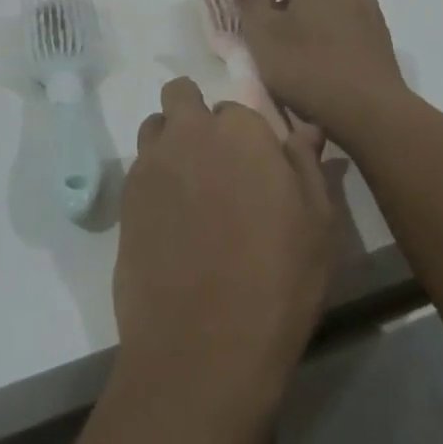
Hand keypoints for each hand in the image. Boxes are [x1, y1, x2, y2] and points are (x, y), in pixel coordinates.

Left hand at [114, 79, 336, 418]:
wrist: (202, 347)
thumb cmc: (277, 282)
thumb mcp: (317, 225)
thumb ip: (307, 166)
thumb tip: (306, 129)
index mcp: (240, 131)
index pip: (238, 107)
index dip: (246, 136)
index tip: (253, 164)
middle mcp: (190, 132)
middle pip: (182, 96)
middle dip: (194, 116)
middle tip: (214, 162)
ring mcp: (151, 162)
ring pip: (155, 127)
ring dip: (169, 141)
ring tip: (189, 187)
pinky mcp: (125, 197)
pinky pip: (139, 167)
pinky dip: (153, 179)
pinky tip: (170, 220)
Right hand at [231, 0, 410, 142]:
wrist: (371, 113)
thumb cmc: (308, 68)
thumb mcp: (263, 33)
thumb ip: (249, 0)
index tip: (240, 19)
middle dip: (279, 9)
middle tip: (260, 38)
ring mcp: (370, 15)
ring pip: (324, 12)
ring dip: (304, 25)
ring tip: (289, 55)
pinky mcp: (381, 43)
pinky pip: (343, 32)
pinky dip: (325, 41)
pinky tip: (317, 66)